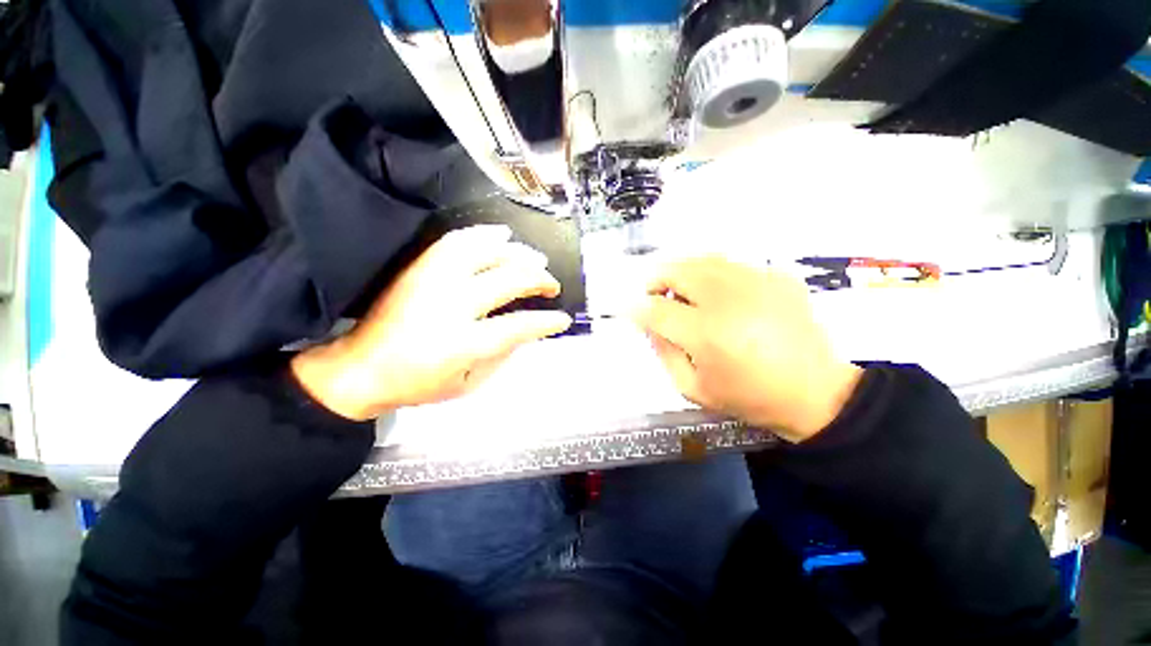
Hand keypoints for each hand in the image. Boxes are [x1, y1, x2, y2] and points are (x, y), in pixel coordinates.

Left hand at [292, 225, 571, 419]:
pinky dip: (485, 234)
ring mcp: (434, 279)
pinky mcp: (422, 267)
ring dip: (519, 253)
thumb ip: (502, 355)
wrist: (362, 366)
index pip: (518, 325)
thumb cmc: (418, 383)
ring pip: (488, 252)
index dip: (547, 321)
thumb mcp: (468, 383)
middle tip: (552, 285)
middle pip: (509, 279)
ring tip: (536, 260)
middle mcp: (451, 304)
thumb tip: (528, 330)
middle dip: (540, 280)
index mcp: (463, 342)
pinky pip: (458, 240)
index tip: (563, 318)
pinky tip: (502, 235)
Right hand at [632, 256, 861, 441]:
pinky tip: (718, 294)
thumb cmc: (748, 397)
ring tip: (682, 292)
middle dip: (656, 280)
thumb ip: (663, 351)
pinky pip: (730, 263)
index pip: (656, 310)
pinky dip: (712, 274)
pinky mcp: (777, 275)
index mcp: (708, 335)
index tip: (628, 309)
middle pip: (676, 270)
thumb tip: (648, 321)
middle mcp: (730, 300)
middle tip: (655, 296)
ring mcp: (757, 282)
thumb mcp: (693, 388)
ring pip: (701, 259)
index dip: (635, 307)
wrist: (816, 393)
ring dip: (682, 273)